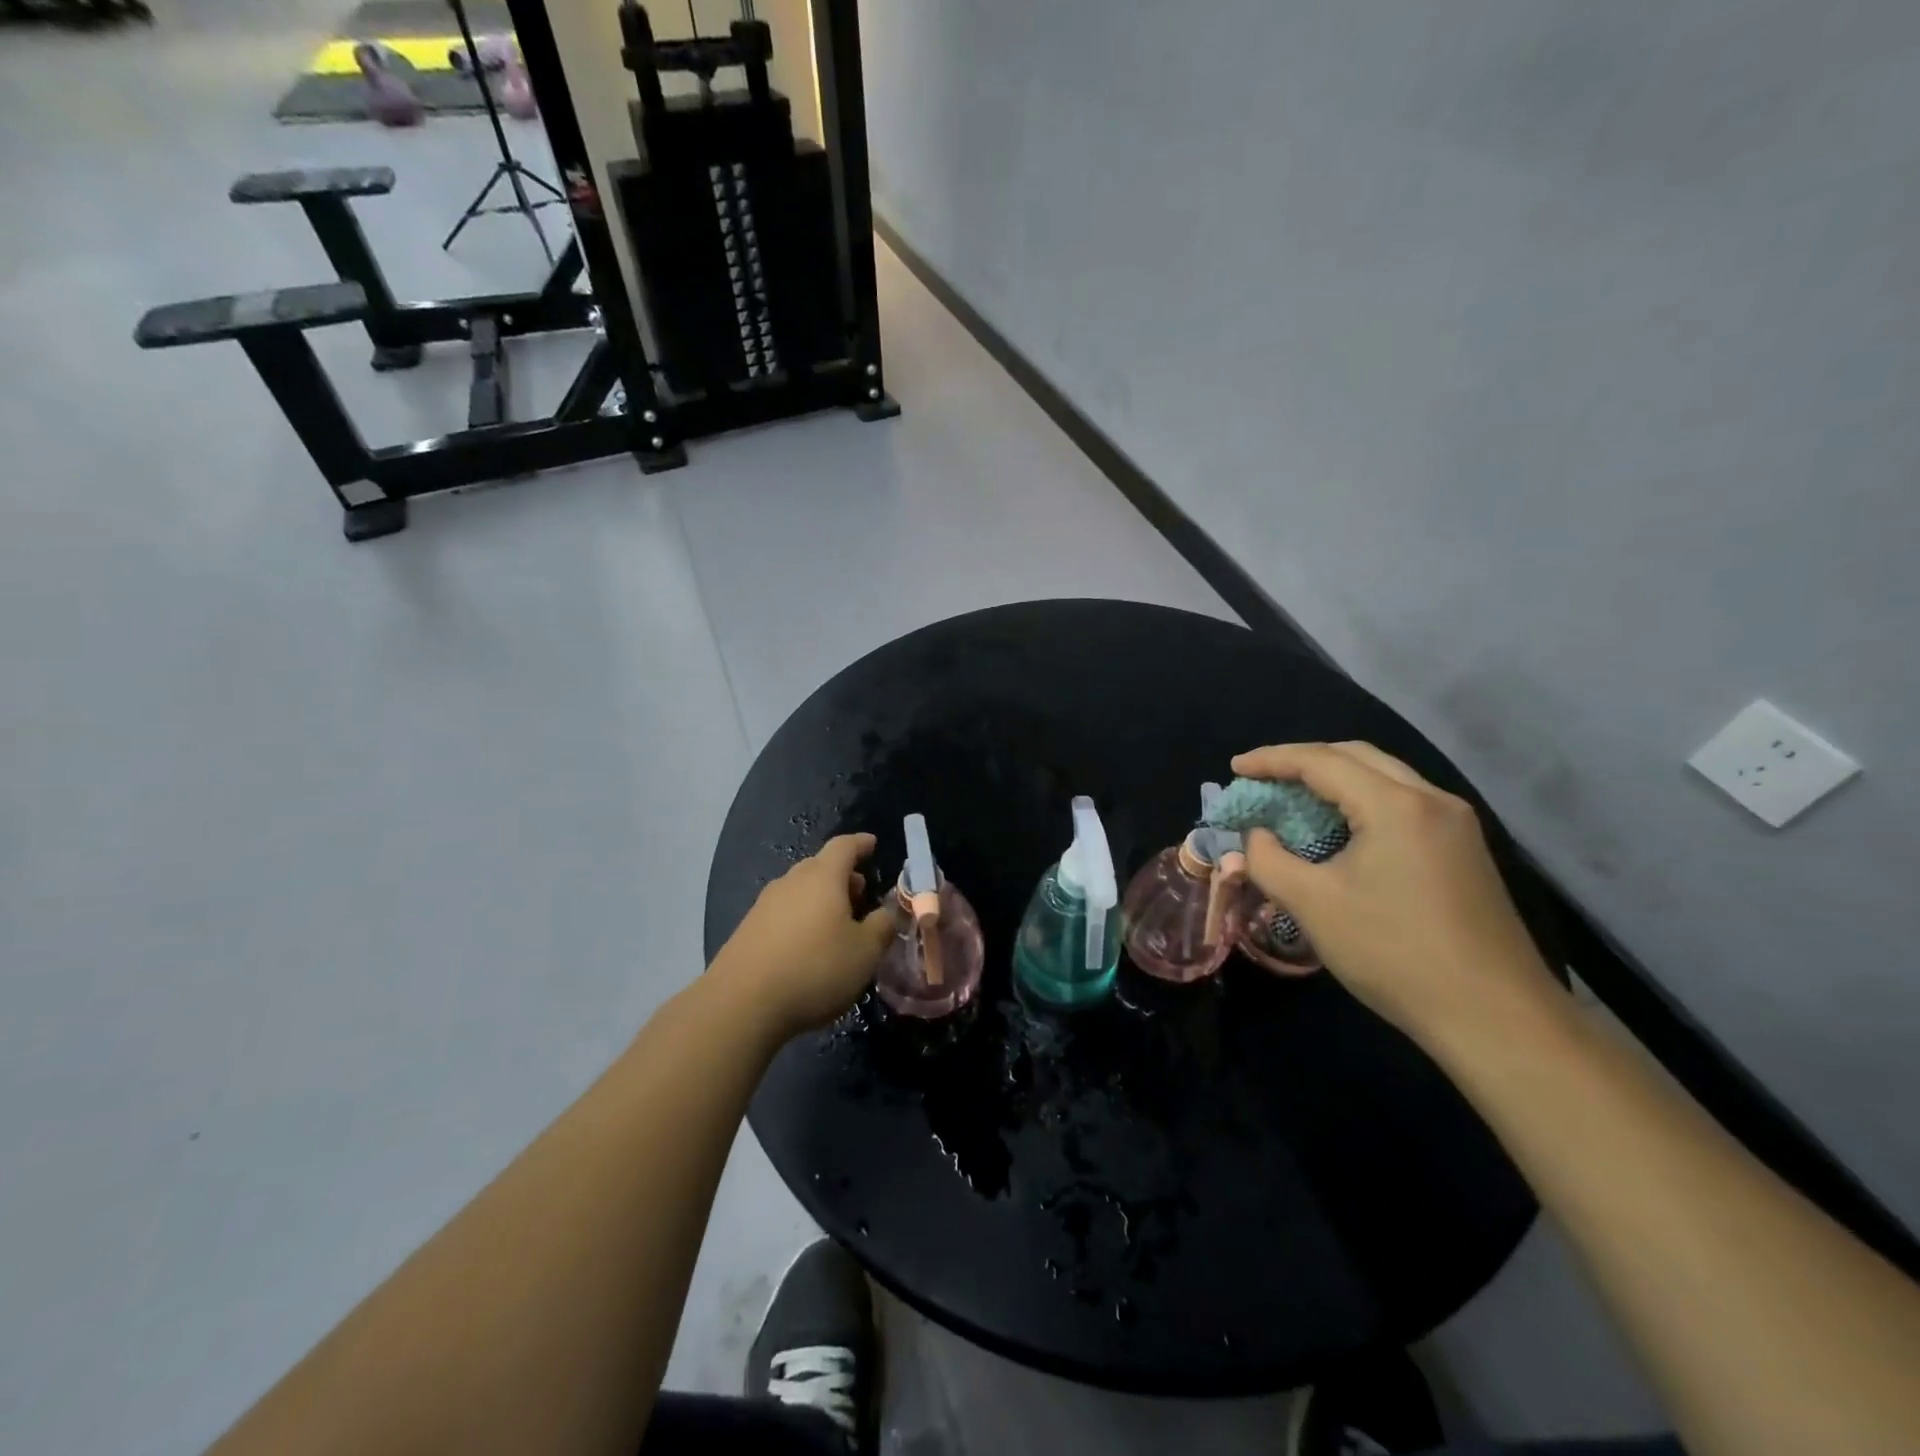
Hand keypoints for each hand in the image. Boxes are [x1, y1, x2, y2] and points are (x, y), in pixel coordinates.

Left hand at [709, 834, 898, 1040]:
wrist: (741, 1004)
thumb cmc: (815, 969)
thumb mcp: (865, 952)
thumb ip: (882, 926)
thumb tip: (886, 913)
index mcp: (823, 877)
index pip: (844, 846)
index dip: (861, 843)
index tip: (873, 843)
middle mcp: (791, 882)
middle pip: (820, 867)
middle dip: (843, 876)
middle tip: (861, 894)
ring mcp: (764, 905)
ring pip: (800, 890)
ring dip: (821, 899)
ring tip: (837, 924)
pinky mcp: (747, 930)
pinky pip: (783, 913)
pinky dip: (801, 919)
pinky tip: (807, 947)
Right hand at [1230, 742, 1560, 1042]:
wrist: (1495, 1018)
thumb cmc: (1394, 953)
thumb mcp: (1312, 904)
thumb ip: (1268, 860)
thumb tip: (1255, 836)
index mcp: (1396, 805)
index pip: (1321, 761)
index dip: (1271, 760)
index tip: (1235, 768)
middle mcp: (1432, 800)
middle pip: (1357, 756)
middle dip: (1304, 760)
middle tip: (1264, 779)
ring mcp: (1456, 824)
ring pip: (1385, 777)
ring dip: (1336, 779)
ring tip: (1295, 798)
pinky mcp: (1464, 850)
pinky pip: (1403, 803)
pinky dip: (1362, 801)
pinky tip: (1341, 829)